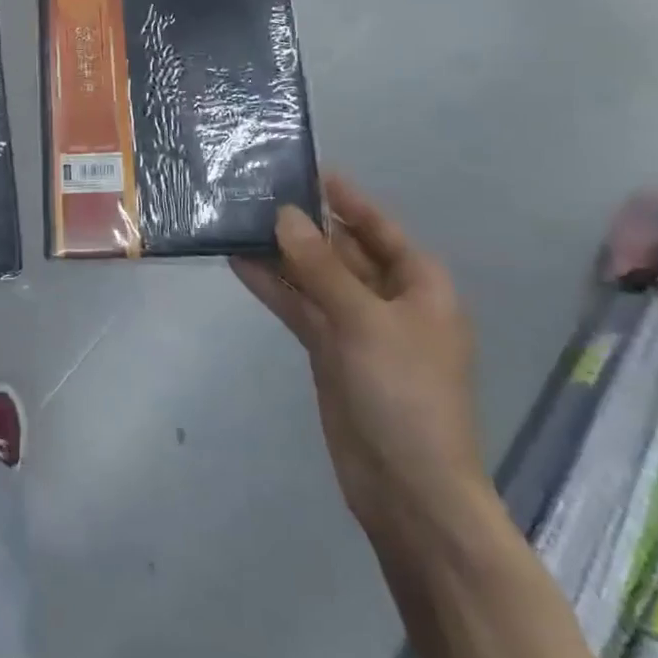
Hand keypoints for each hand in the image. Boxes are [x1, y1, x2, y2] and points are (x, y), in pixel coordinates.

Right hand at [231, 174, 491, 545]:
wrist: (406, 487)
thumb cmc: (404, 394)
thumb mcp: (364, 321)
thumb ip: (320, 266)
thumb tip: (284, 215)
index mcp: (419, 286)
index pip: (378, 228)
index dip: (346, 199)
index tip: (306, 170)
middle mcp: (389, 300)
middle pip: (342, 250)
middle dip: (303, 224)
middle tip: (256, 191)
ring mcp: (356, 327)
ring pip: (314, 277)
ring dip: (281, 253)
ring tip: (238, 219)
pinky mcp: (329, 351)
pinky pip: (299, 306)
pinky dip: (273, 286)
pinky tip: (239, 262)